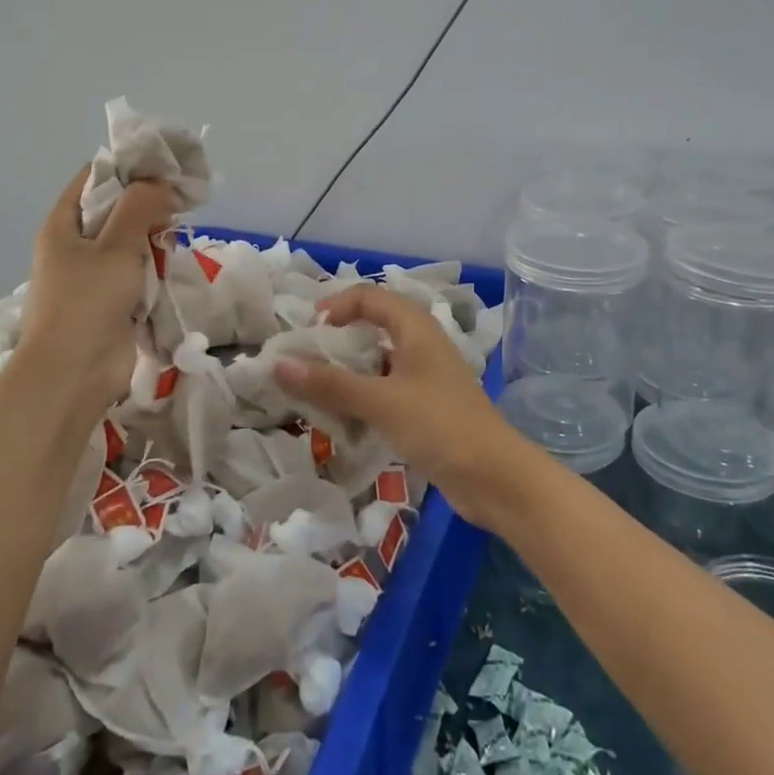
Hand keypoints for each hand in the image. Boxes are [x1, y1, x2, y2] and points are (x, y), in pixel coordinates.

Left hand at [17, 165, 176, 407]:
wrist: (73, 374)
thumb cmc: (87, 301)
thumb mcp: (116, 245)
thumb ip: (139, 207)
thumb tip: (159, 182)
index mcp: (63, 226)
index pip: (93, 179)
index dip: (126, 168)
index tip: (164, 166)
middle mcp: (75, 246)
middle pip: (114, 210)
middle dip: (146, 204)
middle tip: (181, 199)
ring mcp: (92, 276)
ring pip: (129, 242)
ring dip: (153, 237)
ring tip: (179, 230)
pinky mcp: (111, 302)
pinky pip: (136, 272)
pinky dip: (154, 266)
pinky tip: (174, 261)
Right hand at [272, 285, 532, 530]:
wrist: (496, 478)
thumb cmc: (439, 426)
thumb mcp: (380, 402)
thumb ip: (329, 383)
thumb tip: (278, 363)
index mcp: (415, 327)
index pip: (369, 296)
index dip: (336, 305)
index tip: (306, 331)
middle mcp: (421, 344)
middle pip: (373, 325)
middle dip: (337, 339)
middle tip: (303, 360)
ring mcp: (426, 376)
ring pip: (378, 361)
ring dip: (347, 371)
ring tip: (314, 389)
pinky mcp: (427, 406)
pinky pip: (386, 389)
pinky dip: (363, 396)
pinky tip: (343, 417)